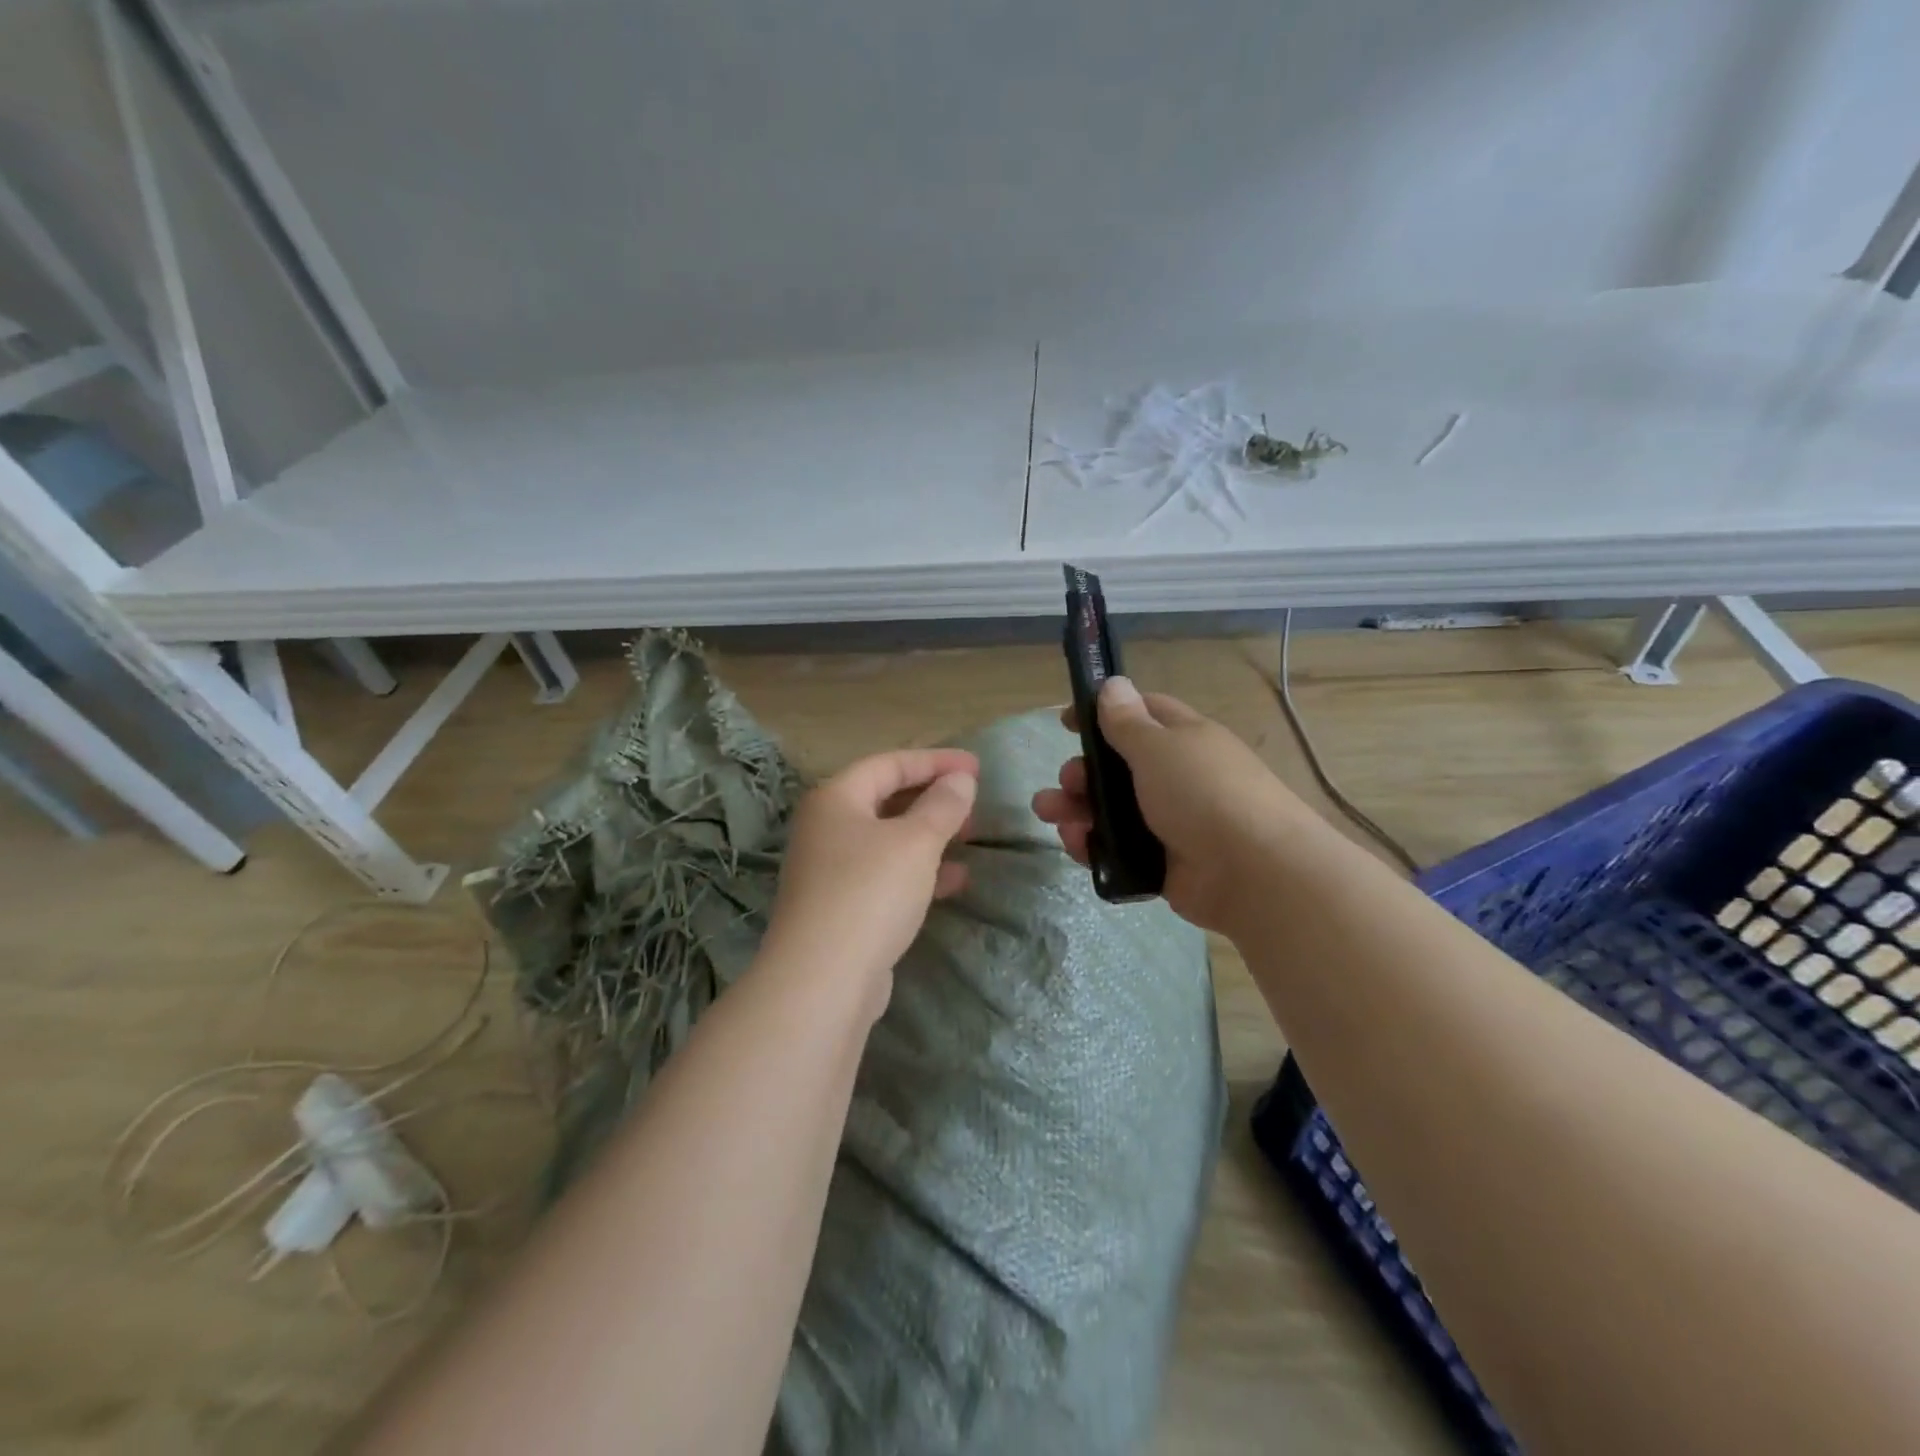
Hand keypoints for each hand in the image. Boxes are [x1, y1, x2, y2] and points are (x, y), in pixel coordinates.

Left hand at [762, 748, 978, 1017]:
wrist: (823, 981)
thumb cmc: (870, 893)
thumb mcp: (915, 842)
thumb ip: (942, 805)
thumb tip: (960, 780)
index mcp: (835, 799)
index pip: (889, 764)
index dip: (935, 761)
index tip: (977, 767)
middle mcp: (827, 828)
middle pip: (885, 799)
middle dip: (932, 798)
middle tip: (973, 802)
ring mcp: (832, 871)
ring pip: (889, 840)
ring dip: (930, 835)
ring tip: (970, 836)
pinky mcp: (843, 908)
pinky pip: (887, 875)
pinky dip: (920, 871)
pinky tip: (956, 880)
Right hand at [1033, 678, 1320, 933]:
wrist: (1252, 872)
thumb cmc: (1202, 793)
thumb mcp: (1159, 748)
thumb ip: (1128, 721)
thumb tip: (1113, 684)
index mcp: (1184, 740)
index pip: (1142, 713)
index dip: (1104, 712)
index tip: (1067, 721)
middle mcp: (1177, 778)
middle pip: (1118, 767)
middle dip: (1083, 770)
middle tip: (1065, 781)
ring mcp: (1170, 823)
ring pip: (1112, 810)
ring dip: (1077, 808)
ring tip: (1049, 814)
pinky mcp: (1161, 863)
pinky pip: (1118, 849)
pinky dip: (1093, 845)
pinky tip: (1075, 845)